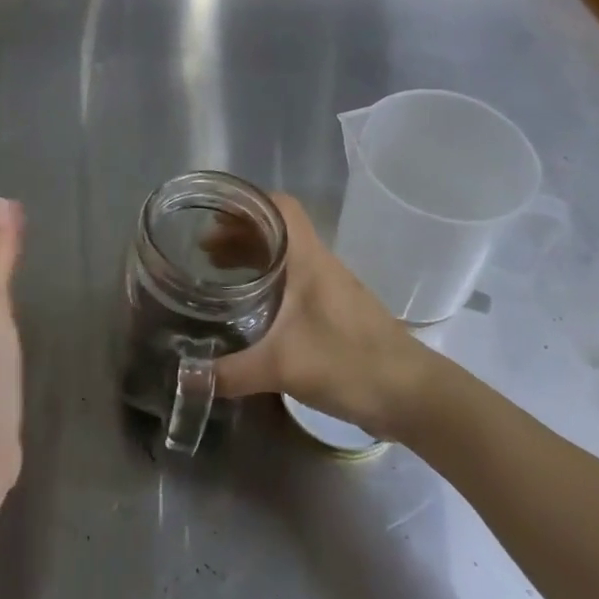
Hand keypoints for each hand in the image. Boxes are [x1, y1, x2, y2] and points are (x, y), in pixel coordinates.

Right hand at [214, 193, 424, 436]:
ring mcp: (329, 288)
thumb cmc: (350, 363)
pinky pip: (292, 281)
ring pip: (284, 256)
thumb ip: (230, 372)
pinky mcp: (334, 312)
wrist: (414, 396)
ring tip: (215, 272)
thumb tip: (183, 377)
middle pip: (275, 230)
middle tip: (201, 249)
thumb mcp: (282, 367)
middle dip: (238, 233)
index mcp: (308, 259)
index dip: (245, 203)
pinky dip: (266, 281)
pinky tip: (250, 308)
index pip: (279, 206)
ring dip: (251, 257)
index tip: (212, 214)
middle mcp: (318, 264)